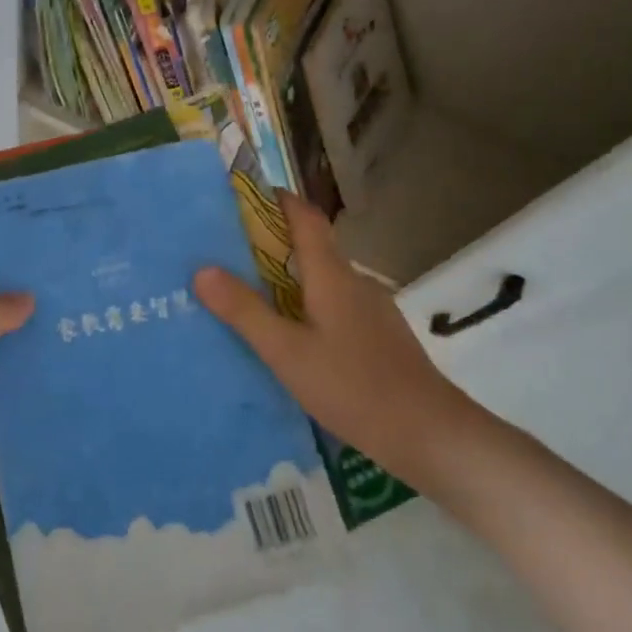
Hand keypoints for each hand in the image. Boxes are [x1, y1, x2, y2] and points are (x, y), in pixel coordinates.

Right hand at [193, 194, 487, 494]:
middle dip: (272, 242)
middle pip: (312, 246)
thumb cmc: (353, 386)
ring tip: (252, 296)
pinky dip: (309, 305)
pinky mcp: (379, 335)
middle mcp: (355, 282)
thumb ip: (245, 311)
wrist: (429, 433)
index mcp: (332, 275)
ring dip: (290, 277)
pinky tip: (293, 337)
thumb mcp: (287, 352)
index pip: (305, 217)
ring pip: (324, 279)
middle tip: (229, 253)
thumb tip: (202, 269)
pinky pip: (336, 305)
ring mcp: (372, 309)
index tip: (243, 197)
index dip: (277, 199)